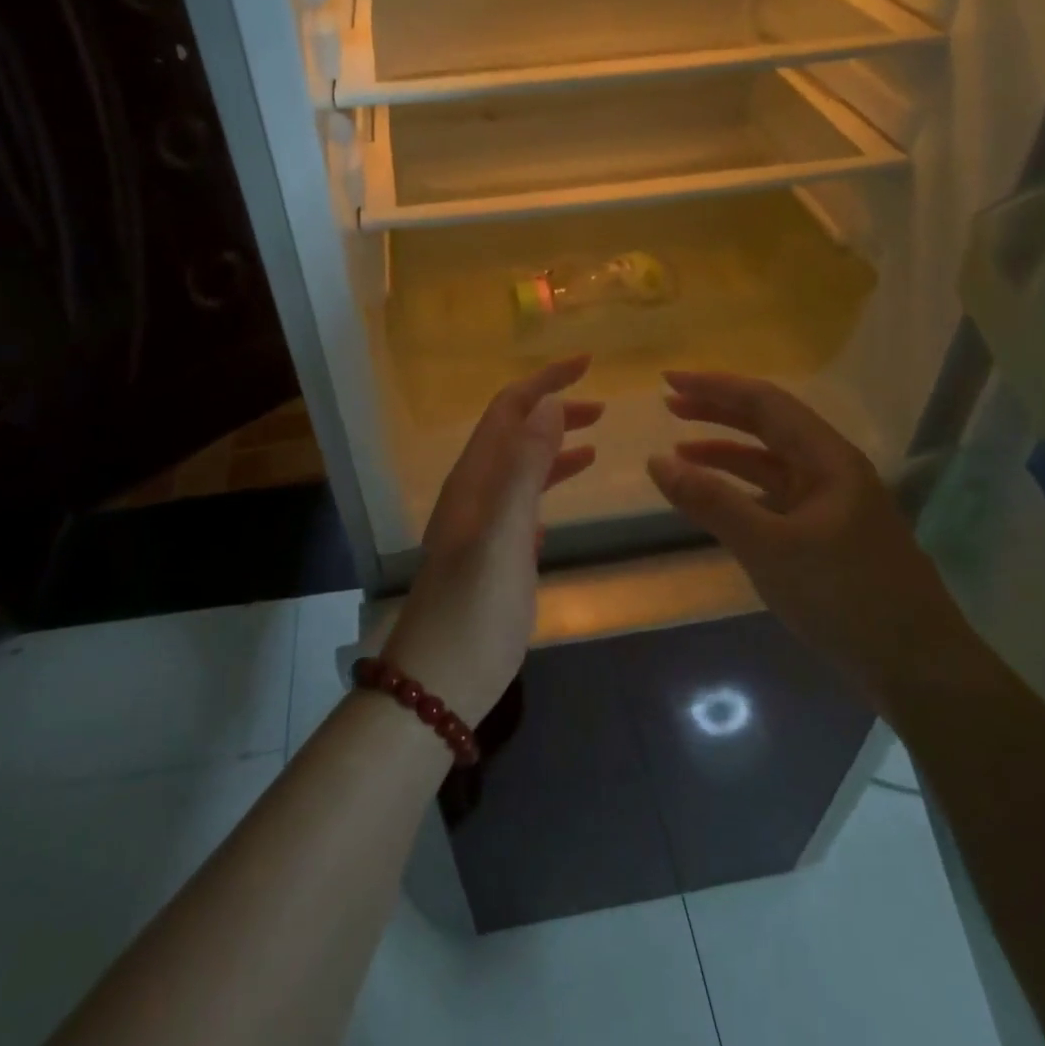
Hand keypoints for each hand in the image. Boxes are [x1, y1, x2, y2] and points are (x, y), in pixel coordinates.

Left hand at [383, 356, 603, 724]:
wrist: (441, 681)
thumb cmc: (474, 608)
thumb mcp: (504, 533)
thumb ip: (525, 468)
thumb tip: (549, 404)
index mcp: (474, 479)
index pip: (508, 410)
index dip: (545, 382)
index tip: (588, 364)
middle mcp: (475, 493)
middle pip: (514, 433)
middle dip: (554, 410)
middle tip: (603, 405)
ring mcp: (483, 525)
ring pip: (520, 467)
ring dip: (554, 446)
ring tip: (596, 439)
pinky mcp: (494, 554)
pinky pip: (523, 503)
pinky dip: (547, 484)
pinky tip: (567, 492)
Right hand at [646, 371, 959, 710]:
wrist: (916, 667)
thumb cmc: (844, 598)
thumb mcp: (769, 547)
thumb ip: (711, 502)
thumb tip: (656, 461)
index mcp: (828, 459)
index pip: (765, 402)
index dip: (714, 386)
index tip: (668, 380)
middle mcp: (832, 469)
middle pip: (769, 424)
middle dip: (718, 410)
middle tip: (669, 404)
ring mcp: (831, 502)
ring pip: (771, 461)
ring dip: (726, 451)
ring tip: (679, 450)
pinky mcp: (826, 533)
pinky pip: (775, 495)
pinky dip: (741, 488)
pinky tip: (717, 498)